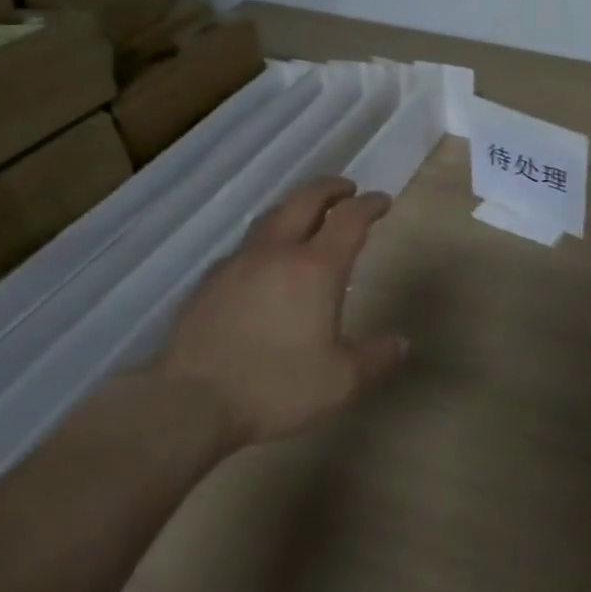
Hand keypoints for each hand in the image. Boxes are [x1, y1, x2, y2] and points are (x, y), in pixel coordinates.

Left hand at [161, 177, 408, 445]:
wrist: (190, 403)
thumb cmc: (275, 388)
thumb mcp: (340, 382)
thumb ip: (375, 358)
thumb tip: (400, 343)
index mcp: (315, 268)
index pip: (349, 219)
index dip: (369, 205)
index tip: (382, 201)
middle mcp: (277, 252)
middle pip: (305, 200)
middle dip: (330, 188)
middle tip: (347, 190)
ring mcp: (238, 263)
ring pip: (271, 216)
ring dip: (295, 207)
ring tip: (306, 215)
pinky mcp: (208, 281)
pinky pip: (244, 247)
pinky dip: (265, 241)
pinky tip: (263, 262)